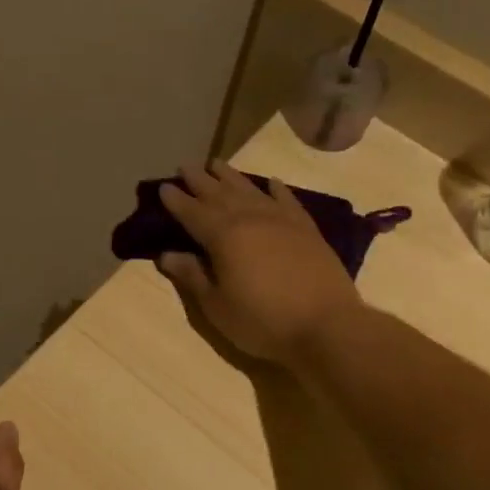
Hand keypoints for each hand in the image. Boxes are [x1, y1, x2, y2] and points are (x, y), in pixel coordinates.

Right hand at [156, 161, 364, 364]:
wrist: (326, 326)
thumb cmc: (262, 321)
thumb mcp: (216, 306)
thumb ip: (192, 276)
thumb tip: (166, 254)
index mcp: (223, 236)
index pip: (193, 212)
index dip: (176, 200)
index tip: (163, 187)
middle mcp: (250, 218)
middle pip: (219, 194)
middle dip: (200, 181)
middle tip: (185, 166)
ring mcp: (282, 220)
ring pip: (250, 190)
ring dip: (231, 176)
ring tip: (217, 164)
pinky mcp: (307, 229)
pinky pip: (287, 200)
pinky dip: (276, 189)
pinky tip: (271, 182)